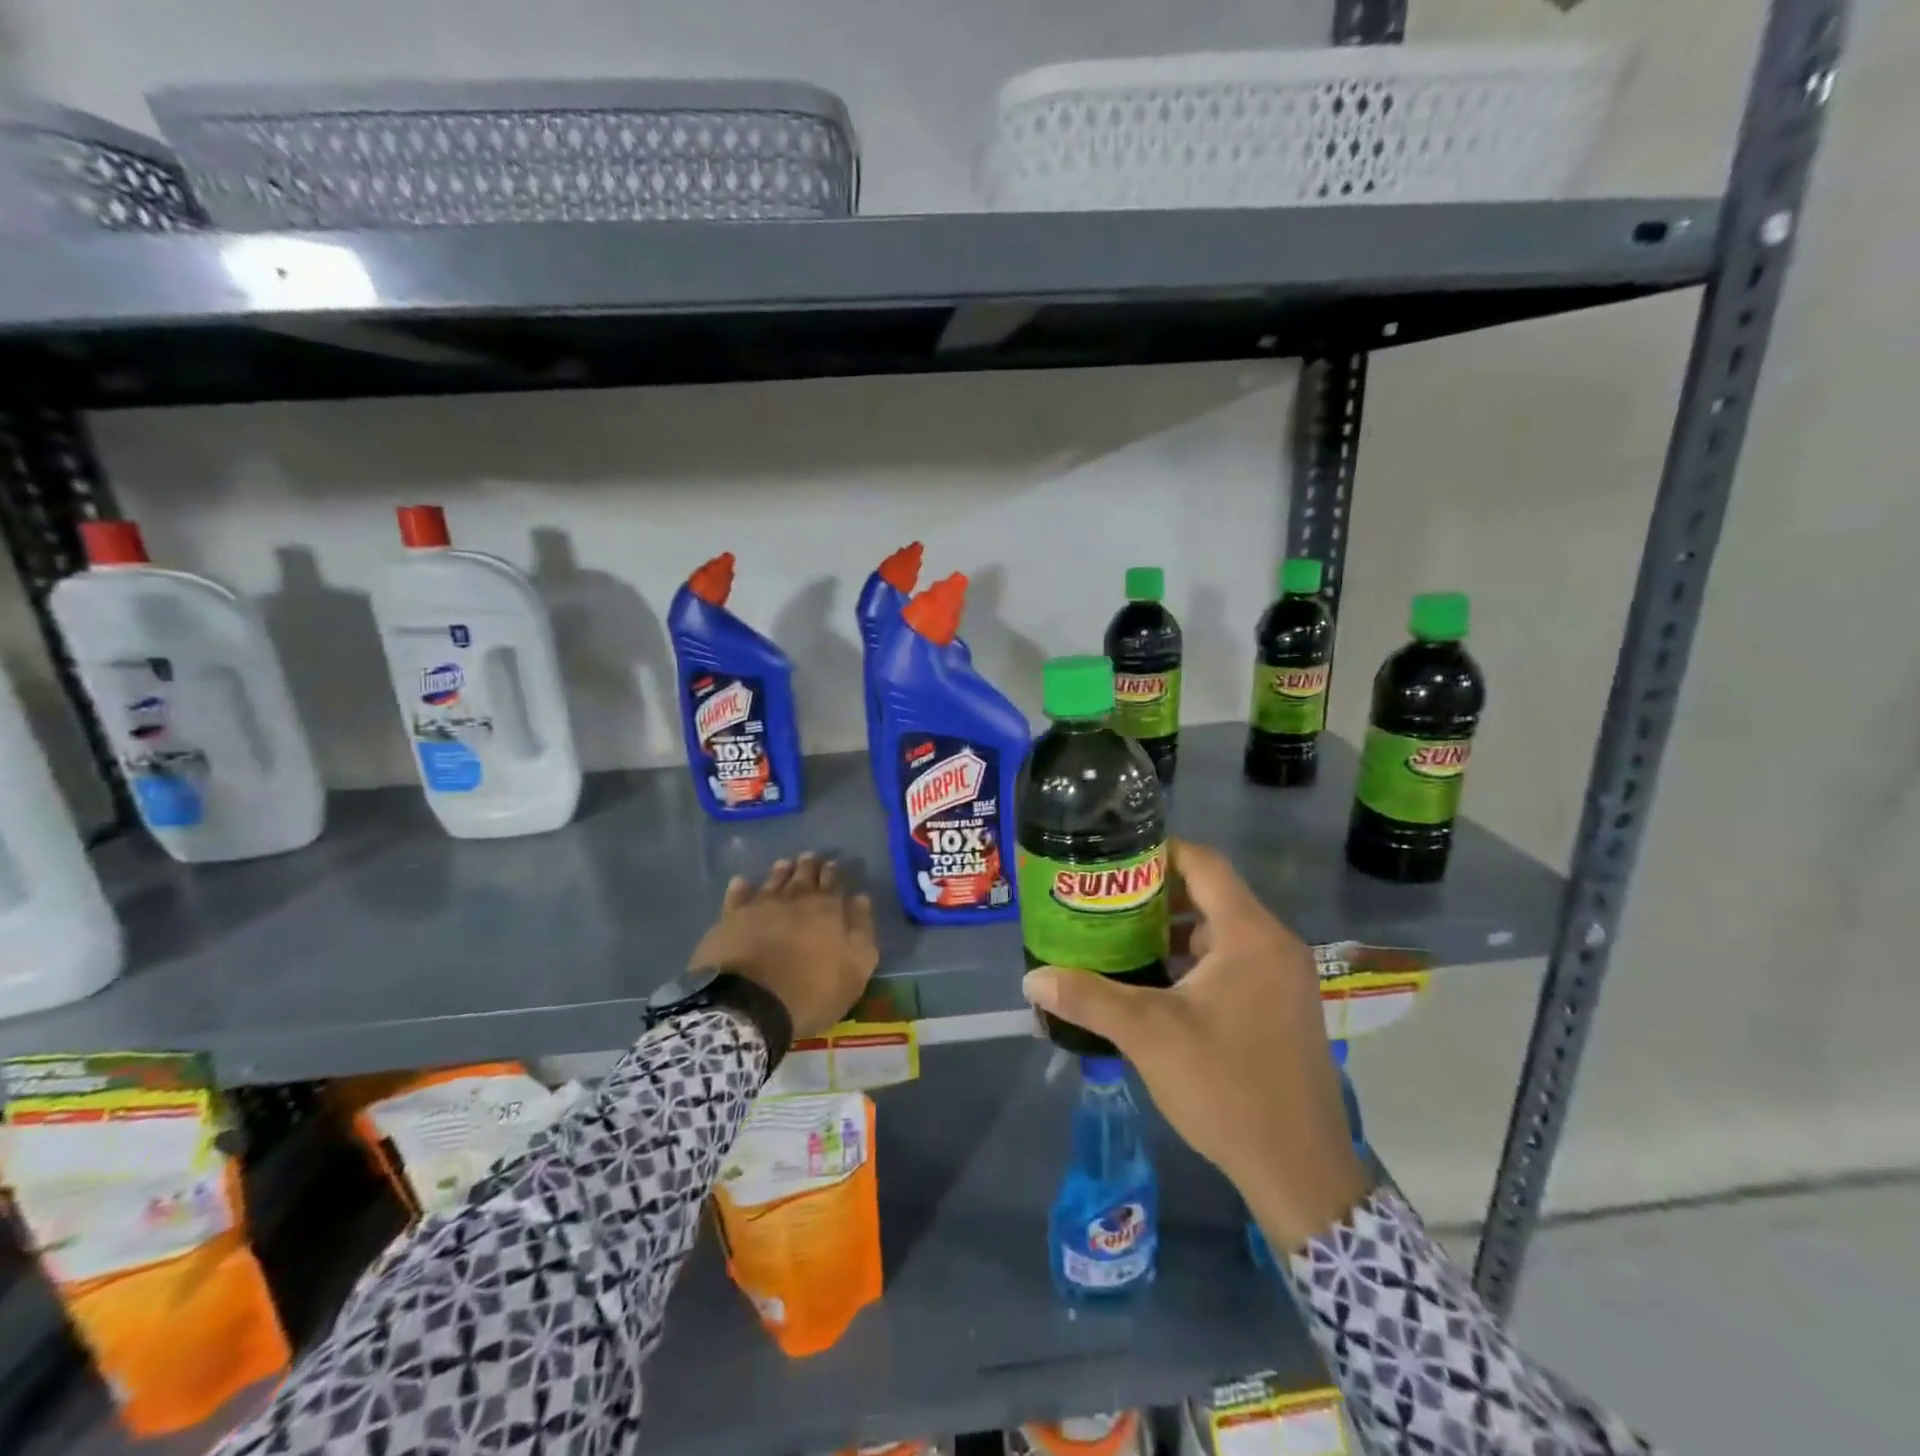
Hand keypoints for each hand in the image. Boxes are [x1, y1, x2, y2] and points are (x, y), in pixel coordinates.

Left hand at [689, 853, 879, 1038]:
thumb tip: (861, 899)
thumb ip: (861, 932)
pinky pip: (737, 895)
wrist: (749, 1005)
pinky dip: (741, 887)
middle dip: (809, 865)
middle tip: (810, 857)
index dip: (834, 873)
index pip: (834, 882)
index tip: (834, 864)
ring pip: (773, 880)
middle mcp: (794, 899)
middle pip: (804, 875)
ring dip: (781, 871)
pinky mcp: (731, 919)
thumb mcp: (854, 971)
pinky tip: (741, 882)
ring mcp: (760, 906)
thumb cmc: (809, 992)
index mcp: (827, 909)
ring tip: (785, 864)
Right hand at [1021, 839, 1371, 1252]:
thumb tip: (1032, 979)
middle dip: (1157, 895)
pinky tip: (1158, 985)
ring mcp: (1284, 978)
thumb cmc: (1226, 1086)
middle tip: (1107, 903)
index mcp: (1249, 935)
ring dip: (1175, 931)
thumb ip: (1089, 998)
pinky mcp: (1283, 1007)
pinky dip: (1196, 961)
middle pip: (1211, 895)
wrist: (1300, 1171)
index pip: (1204, 863)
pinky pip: (1235, 962)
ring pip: (1223, 931)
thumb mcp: (1149, 1035)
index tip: (1114, 860)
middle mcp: (1274, 944)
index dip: (1158, 853)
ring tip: (1122, 940)